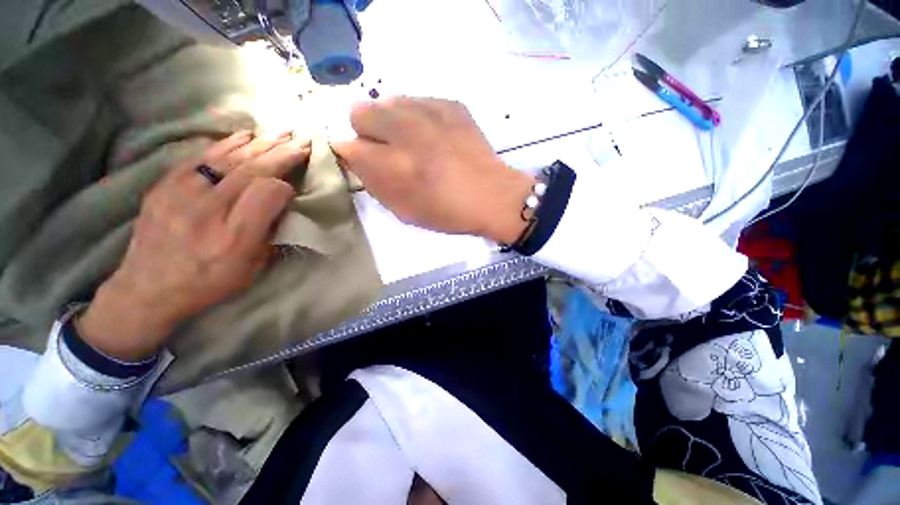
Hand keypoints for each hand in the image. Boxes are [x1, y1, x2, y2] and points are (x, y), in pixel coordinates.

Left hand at [77, 131, 309, 360]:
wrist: (147, 289)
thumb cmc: (209, 282)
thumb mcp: (251, 269)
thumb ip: (269, 234)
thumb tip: (281, 203)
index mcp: (235, 237)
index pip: (267, 194)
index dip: (285, 185)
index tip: (295, 186)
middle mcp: (207, 211)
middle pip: (250, 170)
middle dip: (280, 153)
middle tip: (301, 139)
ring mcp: (180, 194)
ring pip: (226, 158)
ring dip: (258, 143)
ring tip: (279, 132)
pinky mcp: (163, 186)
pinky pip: (199, 157)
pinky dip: (225, 144)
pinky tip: (243, 136)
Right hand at [331, 97, 533, 243]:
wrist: (492, 196)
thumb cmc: (448, 212)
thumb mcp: (404, 211)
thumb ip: (374, 184)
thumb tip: (356, 159)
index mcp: (393, 165)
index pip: (347, 145)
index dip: (353, 155)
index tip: (365, 162)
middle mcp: (405, 130)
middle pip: (359, 111)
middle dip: (367, 132)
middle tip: (389, 150)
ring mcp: (429, 111)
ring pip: (388, 101)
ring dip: (392, 122)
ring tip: (415, 143)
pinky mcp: (450, 103)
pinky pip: (417, 101)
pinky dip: (418, 117)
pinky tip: (435, 136)